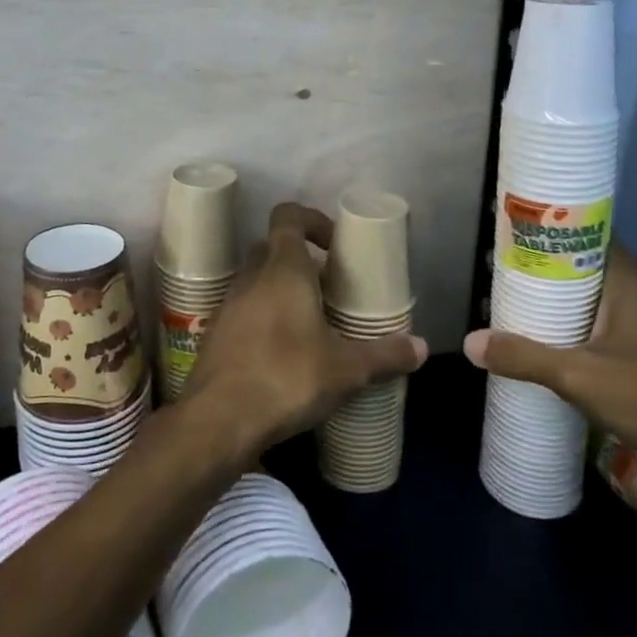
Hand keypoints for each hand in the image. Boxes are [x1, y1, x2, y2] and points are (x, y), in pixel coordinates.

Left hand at [182, 202, 426, 455]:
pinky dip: (263, 320)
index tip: (335, 245)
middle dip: (301, 262)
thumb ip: (385, 355)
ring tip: (311, 324)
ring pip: (256, 281)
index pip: (288, 216)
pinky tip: (284, 354)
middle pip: (272, 249)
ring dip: (281, 292)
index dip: (312, 220)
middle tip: (329, 290)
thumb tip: (421, 348)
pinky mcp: (215, 334)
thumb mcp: (347, 369)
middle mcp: (251, 277)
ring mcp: (228, 305)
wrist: (219, 419)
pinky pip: (243, 312)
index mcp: (283, 269)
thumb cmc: (288, 376)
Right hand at [465, 242, 636, 506]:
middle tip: (503, 279)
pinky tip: (563, 353)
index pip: (584, 234)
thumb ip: (525, 357)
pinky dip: (587, 334)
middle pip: (588, 269)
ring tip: (522, 313)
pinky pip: (616, 331)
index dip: (547, 232)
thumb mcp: (581, 377)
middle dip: (547, 274)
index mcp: (630, 279)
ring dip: (568, 307)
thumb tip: (470, 343)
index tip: (509, 237)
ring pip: (603, 303)